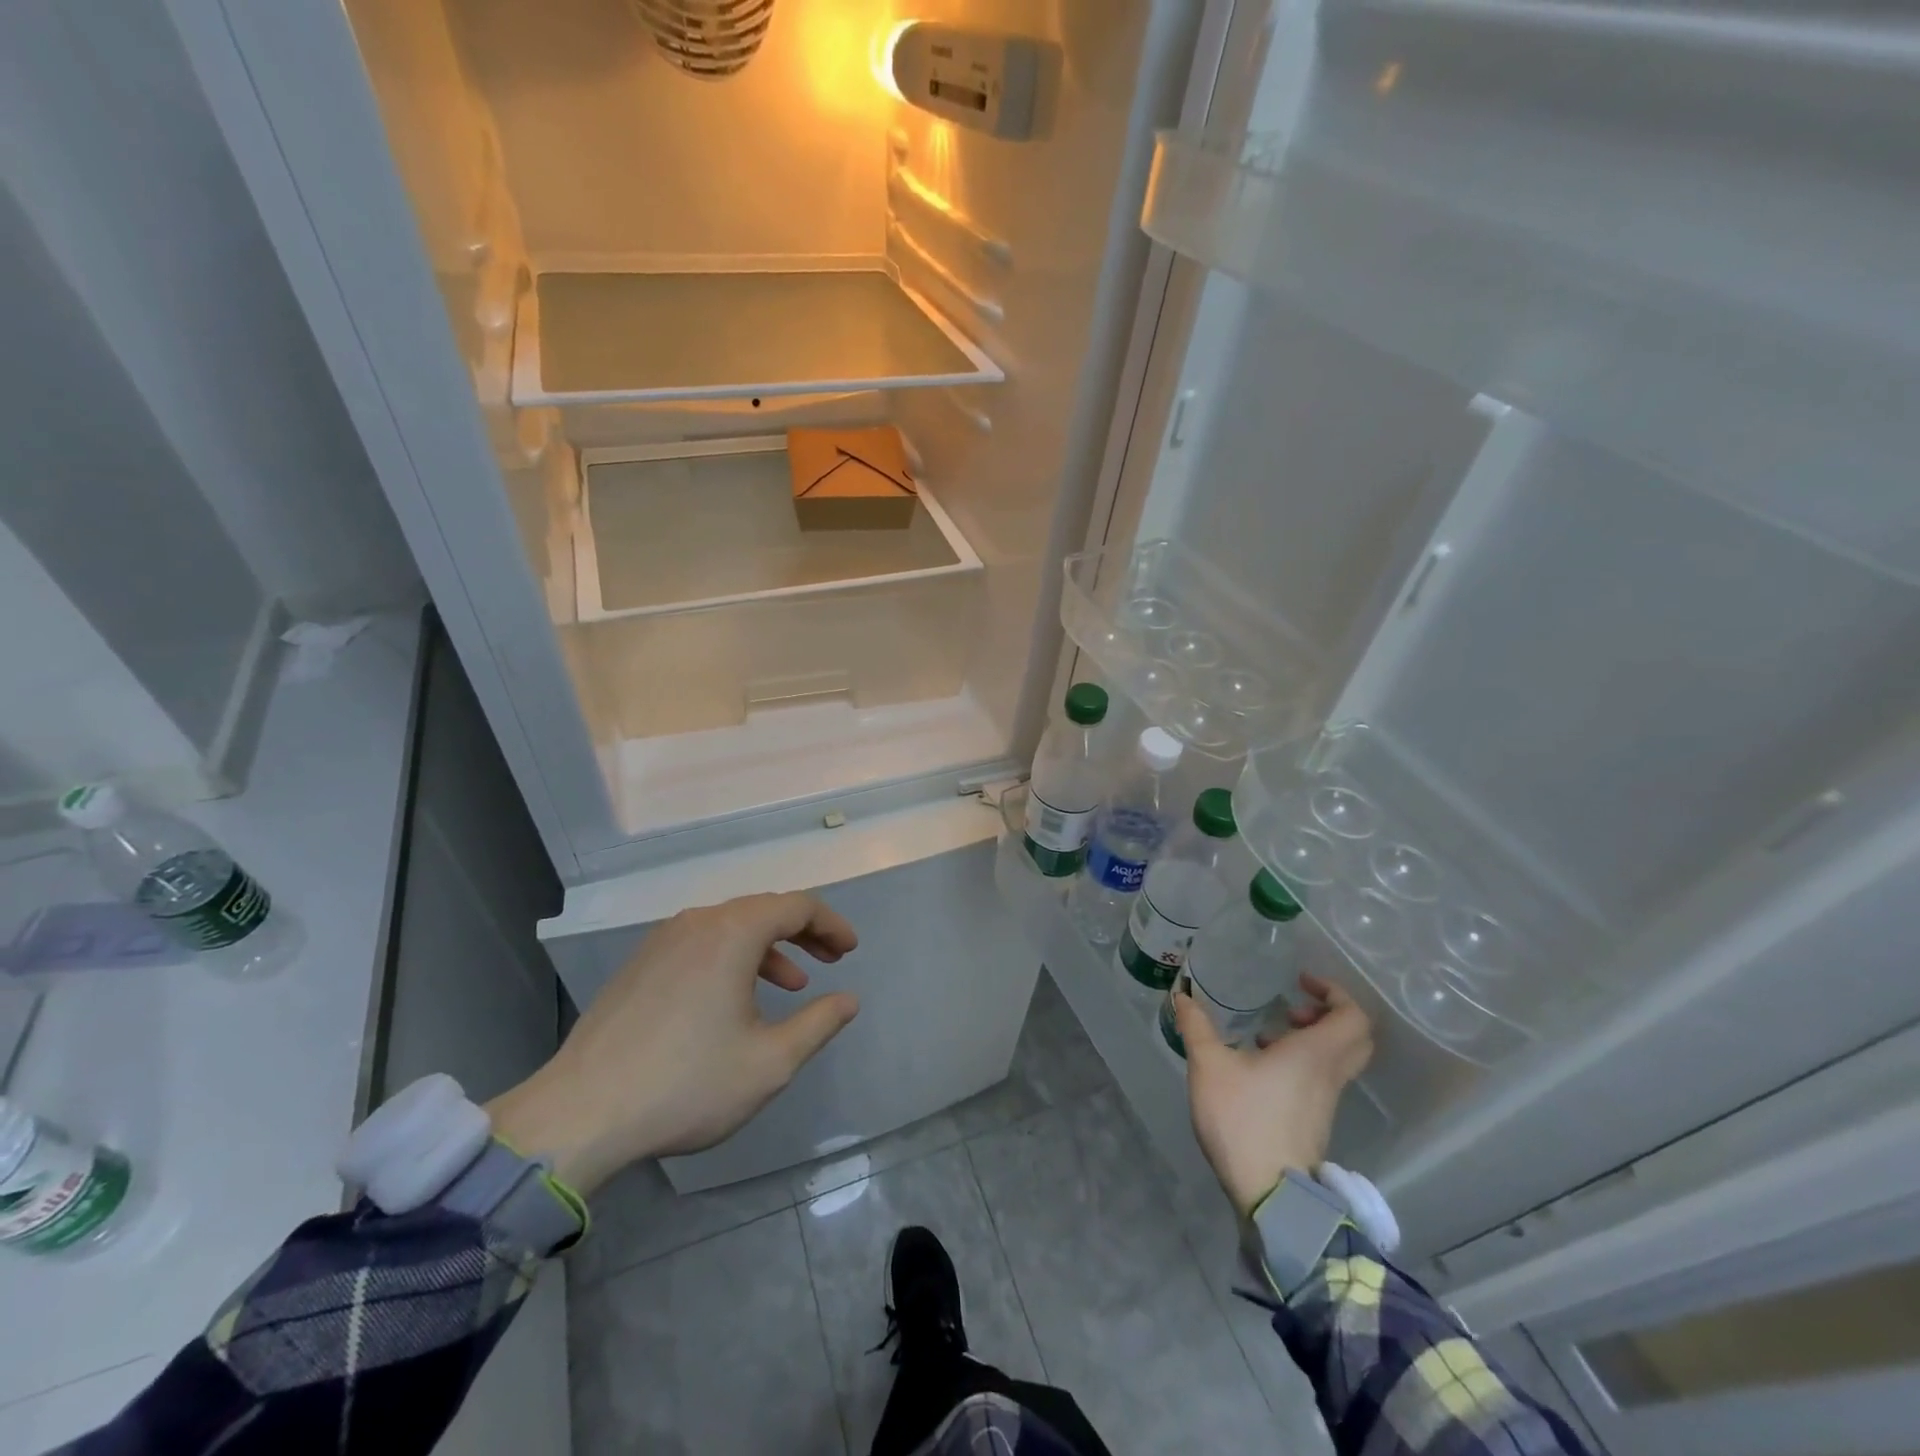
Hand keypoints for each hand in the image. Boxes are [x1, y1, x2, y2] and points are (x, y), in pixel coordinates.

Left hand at [487, 892, 859, 1196]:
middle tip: (830, 960)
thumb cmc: (687, 1084)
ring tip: (790, 985)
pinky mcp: (639, 965)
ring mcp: (662, 941)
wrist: (580, 1114)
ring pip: (730, 928)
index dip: (831, 925)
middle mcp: (697, 923)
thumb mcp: (770, 1062)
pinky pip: (700, 944)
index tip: (850, 950)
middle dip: (803, 933)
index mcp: (732, 933)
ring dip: (767, 948)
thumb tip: (847, 1000)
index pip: (797, 906)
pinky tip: (734, 1000)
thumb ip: (818, 1024)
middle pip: (763, 910)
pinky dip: (732, 959)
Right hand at [1175, 971, 1373, 1217]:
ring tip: (1269, 1033)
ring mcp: (1326, 1101)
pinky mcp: (1315, 1121)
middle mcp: (1329, 1074)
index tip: (1301, 983)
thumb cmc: (1243, 1119)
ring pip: (1338, 1059)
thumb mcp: (1209, 1065)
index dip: (1335, 992)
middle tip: (1293, 1006)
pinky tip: (1262, 1066)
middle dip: (1329, 1014)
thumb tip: (1181, 994)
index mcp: (1314, 1054)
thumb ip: (1196, 1026)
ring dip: (1313, 1039)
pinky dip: (1302, 1062)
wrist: (1269, 1194)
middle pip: (1355, 1037)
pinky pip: (1322, 1078)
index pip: (1353, 1016)